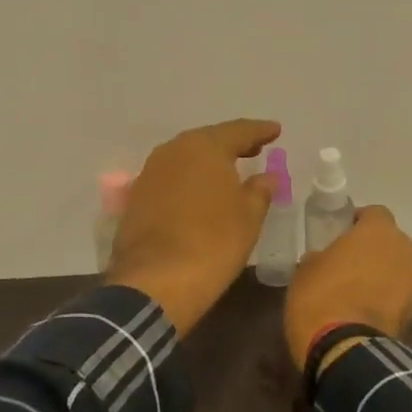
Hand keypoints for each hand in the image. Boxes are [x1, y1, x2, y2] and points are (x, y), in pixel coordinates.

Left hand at [106, 119, 281, 334]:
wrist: (155, 281)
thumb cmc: (213, 243)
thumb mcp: (248, 217)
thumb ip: (260, 190)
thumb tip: (267, 177)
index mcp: (204, 147)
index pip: (238, 131)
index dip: (260, 131)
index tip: (275, 130)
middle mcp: (173, 151)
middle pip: (208, 140)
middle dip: (232, 144)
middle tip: (254, 149)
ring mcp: (150, 173)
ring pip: (186, 158)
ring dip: (207, 162)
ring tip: (228, 171)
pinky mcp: (136, 197)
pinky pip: (171, 178)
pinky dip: (188, 180)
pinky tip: (200, 193)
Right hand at [283, 205, 411, 366]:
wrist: (344, 349)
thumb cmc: (320, 296)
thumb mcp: (305, 269)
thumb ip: (321, 256)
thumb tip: (325, 260)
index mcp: (378, 232)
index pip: (375, 213)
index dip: (358, 221)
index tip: (340, 233)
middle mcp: (403, 251)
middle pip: (390, 241)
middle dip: (372, 248)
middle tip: (346, 261)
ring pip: (396, 268)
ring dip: (381, 273)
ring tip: (354, 290)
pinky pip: (397, 295)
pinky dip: (385, 298)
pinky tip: (363, 311)